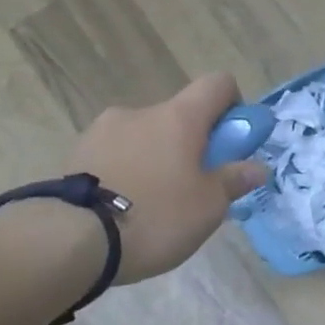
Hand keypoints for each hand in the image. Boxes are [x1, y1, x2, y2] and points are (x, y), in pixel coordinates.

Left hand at [68, 74, 269, 283]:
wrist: (68, 240)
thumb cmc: (156, 215)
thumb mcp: (210, 205)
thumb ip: (234, 180)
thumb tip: (256, 168)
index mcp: (179, 117)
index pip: (217, 84)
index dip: (233, 104)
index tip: (233, 139)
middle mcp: (140, 112)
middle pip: (178, 116)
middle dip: (191, 144)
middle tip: (194, 186)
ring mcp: (101, 132)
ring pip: (144, 137)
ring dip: (155, 158)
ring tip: (154, 205)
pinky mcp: (73, 155)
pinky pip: (114, 156)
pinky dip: (126, 173)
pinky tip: (124, 209)